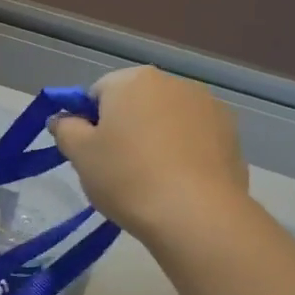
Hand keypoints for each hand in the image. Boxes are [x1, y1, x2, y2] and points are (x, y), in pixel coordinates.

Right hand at [50, 67, 249, 243]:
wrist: (195, 214)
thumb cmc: (127, 177)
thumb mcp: (80, 154)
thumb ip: (65, 129)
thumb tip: (63, 119)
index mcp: (133, 80)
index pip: (97, 93)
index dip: (88, 122)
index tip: (89, 152)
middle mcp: (173, 82)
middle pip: (135, 102)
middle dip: (123, 127)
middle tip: (114, 167)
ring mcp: (208, 106)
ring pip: (166, 119)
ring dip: (154, 138)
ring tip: (149, 178)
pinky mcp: (231, 133)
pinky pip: (193, 137)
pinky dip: (181, 152)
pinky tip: (176, 182)